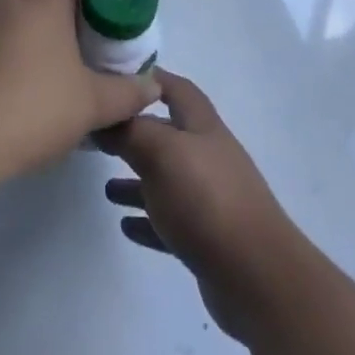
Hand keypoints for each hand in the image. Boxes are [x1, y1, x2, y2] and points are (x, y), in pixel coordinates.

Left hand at [0, 0, 158, 187]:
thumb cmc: (27, 112)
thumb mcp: (91, 106)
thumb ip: (128, 93)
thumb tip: (152, 87)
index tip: (109, 15)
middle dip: (67, 8)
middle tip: (83, 46)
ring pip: (11, 9)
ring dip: (31, 28)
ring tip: (44, 71)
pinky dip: (0, 47)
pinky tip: (3, 88)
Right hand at [95, 70, 304, 343]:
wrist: (256, 275)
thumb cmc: (206, 199)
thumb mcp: (161, 153)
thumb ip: (130, 131)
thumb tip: (105, 117)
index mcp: (202, 126)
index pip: (175, 89)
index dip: (148, 79)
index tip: (113, 79)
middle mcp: (208, 155)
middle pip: (168, 135)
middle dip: (135, 134)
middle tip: (98, 138)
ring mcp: (210, 198)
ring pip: (166, 180)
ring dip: (138, 181)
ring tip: (106, 189)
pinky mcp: (207, 238)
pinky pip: (170, 222)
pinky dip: (148, 220)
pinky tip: (126, 225)